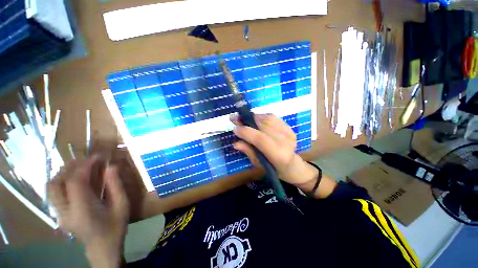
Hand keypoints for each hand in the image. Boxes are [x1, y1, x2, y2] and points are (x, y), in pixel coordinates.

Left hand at [48, 156, 128, 267]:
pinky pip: (55, 193)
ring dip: (63, 173)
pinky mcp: (59, 215)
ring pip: (52, 188)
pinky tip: (75, 179)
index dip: (85, 166)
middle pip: (56, 184)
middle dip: (69, 167)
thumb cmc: (115, 227)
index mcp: (82, 211)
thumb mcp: (122, 205)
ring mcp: (59, 215)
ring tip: (79, 166)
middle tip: (86, 160)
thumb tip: (111, 166)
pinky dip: (62, 181)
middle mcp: (65, 212)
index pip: (75, 182)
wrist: (102, 248)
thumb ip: (116, 186)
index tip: (97, 157)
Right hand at [232, 114, 317, 185]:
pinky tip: (255, 119)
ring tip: (244, 118)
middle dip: (247, 120)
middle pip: (264, 125)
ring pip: (268, 118)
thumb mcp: (258, 164)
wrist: (293, 165)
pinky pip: (273, 117)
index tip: (234, 129)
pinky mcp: (289, 127)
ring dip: (253, 117)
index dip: (246, 132)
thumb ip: (248, 151)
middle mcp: (285, 141)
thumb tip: (235, 143)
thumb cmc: (274, 169)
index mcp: (278, 155)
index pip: (260, 139)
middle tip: (235, 118)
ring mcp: (289, 132)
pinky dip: (261, 116)